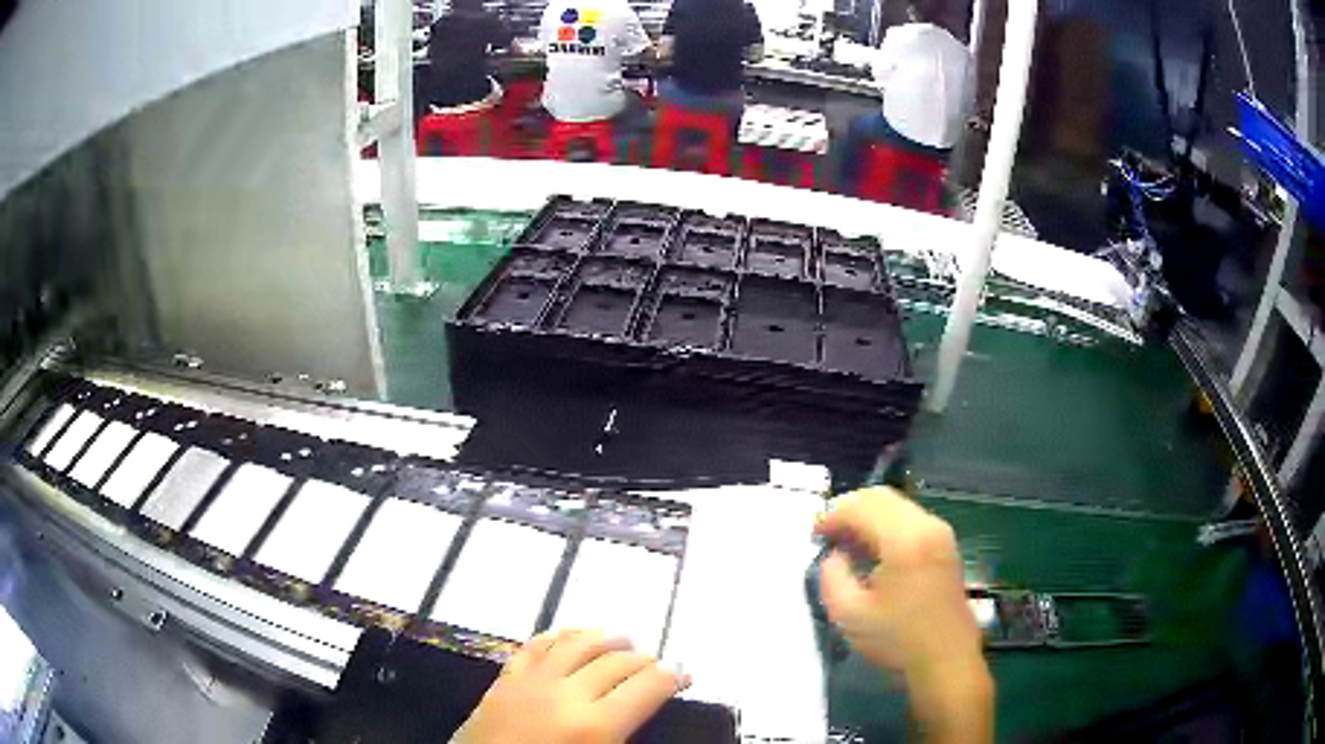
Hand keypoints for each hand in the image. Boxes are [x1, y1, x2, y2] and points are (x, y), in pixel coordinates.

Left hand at [453, 629, 689, 743]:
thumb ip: (622, 736)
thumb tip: (640, 715)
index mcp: (595, 725)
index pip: (646, 687)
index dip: (671, 678)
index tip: (684, 676)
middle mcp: (566, 694)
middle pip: (616, 662)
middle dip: (643, 659)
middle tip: (657, 665)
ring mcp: (530, 682)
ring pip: (577, 644)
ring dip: (605, 639)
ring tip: (623, 639)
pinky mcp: (504, 680)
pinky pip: (535, 646)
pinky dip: (558, 636)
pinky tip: (568, 637)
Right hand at [814, 488, 993, 742]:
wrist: (946, 661)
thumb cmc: (897, 640)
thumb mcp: (848, 614)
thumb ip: (831, 575)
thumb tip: (836, 555)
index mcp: (906, 539)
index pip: (862, 506)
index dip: (832, 515)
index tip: (813, 537)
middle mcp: (928, 526)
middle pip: (882, 497)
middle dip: (849, 510)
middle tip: (826, 536)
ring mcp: (942, 534)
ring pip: (897, 506)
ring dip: (868, 517)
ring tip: (846, 545)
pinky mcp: (946, 546)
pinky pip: (910, 520)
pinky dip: (886, 526)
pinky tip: (872, 553)